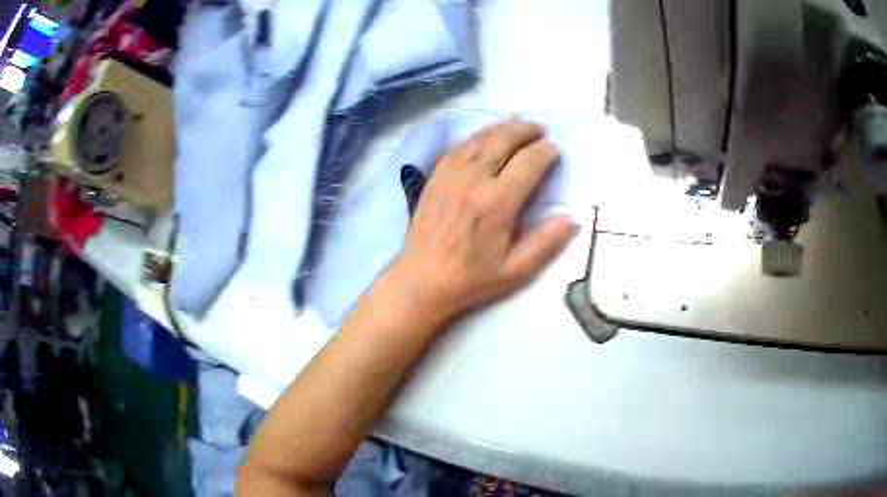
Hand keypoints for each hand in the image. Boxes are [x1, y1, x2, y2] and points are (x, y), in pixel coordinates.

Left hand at [381, 119, 576, 324]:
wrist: (422, 279)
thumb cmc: (471, 278)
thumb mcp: (514, 271)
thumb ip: (544, 243)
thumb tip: (573, 219)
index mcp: (497, 203)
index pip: (528, 162)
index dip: (545, 152)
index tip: (555, 151)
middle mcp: (474, 180)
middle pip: (503, 140)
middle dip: (526, 130)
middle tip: (540, 129)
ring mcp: (451, 175)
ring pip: (480, 138)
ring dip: (502, 127)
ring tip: (518, 124)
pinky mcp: (435, 176)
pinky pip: (458, 146)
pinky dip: (476, 135)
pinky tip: (485, 136)